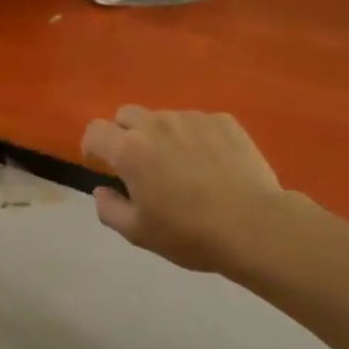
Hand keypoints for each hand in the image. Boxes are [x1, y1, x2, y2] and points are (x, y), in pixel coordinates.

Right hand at [81, 108, 296, 276]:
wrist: (255, 226)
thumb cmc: (190, 233)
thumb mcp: (139, 233)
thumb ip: (109, 209)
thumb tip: (101, 190)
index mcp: (129, 150)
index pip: (95, 130)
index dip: (93, 145)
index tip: (100, 163)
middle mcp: (156, 124)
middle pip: (127, 115)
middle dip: (125, 134)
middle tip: (140, 164)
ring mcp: (192, 118)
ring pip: (164, 118)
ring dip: (162, 135)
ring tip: (182, 165)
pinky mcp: (223, 121)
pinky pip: (198, 122)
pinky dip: (195, 137)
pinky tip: (212, 164)